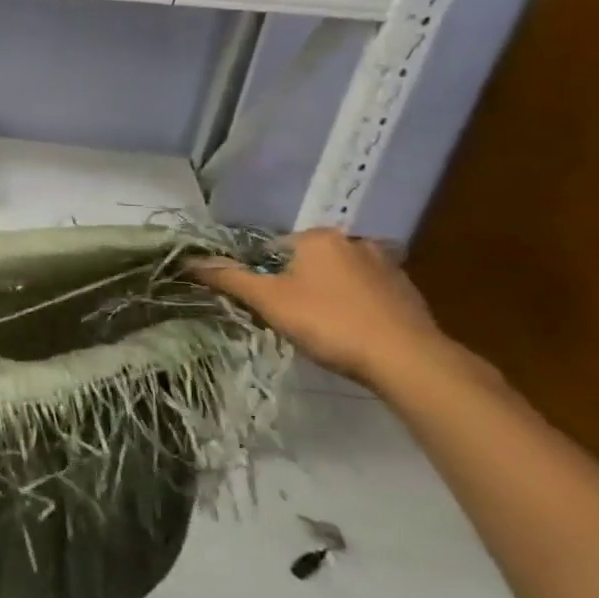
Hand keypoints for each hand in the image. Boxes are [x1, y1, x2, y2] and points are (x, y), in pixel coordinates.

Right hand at [188, 228, 453, 389]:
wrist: (408, 360)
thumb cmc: (329, 322)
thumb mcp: (268, 301)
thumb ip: (229, 278)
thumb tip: (188, 261)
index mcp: (317, 237)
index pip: (273, 248)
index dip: (263, 276)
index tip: (266, 304)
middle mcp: (352, 240)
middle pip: (308, 260)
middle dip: (298, 283)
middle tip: (292, 317)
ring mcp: (386, 265)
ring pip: (341, 275)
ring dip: (330, 293)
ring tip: (324, 327)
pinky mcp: (410, 292)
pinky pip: (370, 292)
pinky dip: (358, 306)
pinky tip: (355, 331)